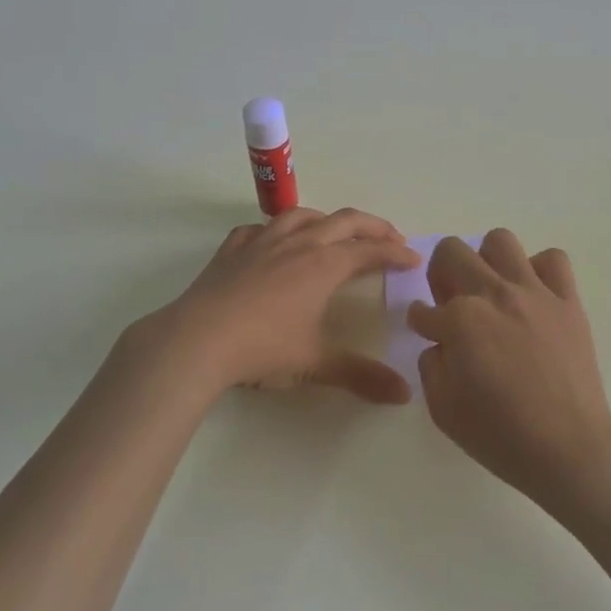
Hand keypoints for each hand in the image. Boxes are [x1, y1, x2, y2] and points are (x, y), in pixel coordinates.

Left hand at [146, 208, 420, 402]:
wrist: (197, 341)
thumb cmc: (263, 348)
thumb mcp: (316, 364)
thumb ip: (361, 375)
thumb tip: (404, 394)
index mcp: (324, 266)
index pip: (370, 250)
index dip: (396, 252)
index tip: (414, 258)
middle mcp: (298, 244)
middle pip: (344, 221)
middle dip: (373, 226)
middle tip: (391, 238)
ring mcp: (262, 242)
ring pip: (302, 216)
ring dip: (328, 220)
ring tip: (337, 231)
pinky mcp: (232, 249)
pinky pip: (260, 228)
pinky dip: (277, 229)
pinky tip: (275, 242)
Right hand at [408, 230, 610, 502]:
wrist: (568, 448)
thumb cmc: (500, 435)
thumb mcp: (443, 410)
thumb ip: (431, 365)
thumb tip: (441, 344)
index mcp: (459, 320)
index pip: (423, 310)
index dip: (421, 323)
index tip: (428, 333)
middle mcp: (494, 294)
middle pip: (452, 252)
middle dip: (441, 274)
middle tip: (451, 302)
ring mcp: (534, 293)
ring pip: (500, 241)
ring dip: (486, 260)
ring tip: (491, 289)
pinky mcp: (567, 300)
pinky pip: (553, 260)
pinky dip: (538, 270)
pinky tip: (533, 296)